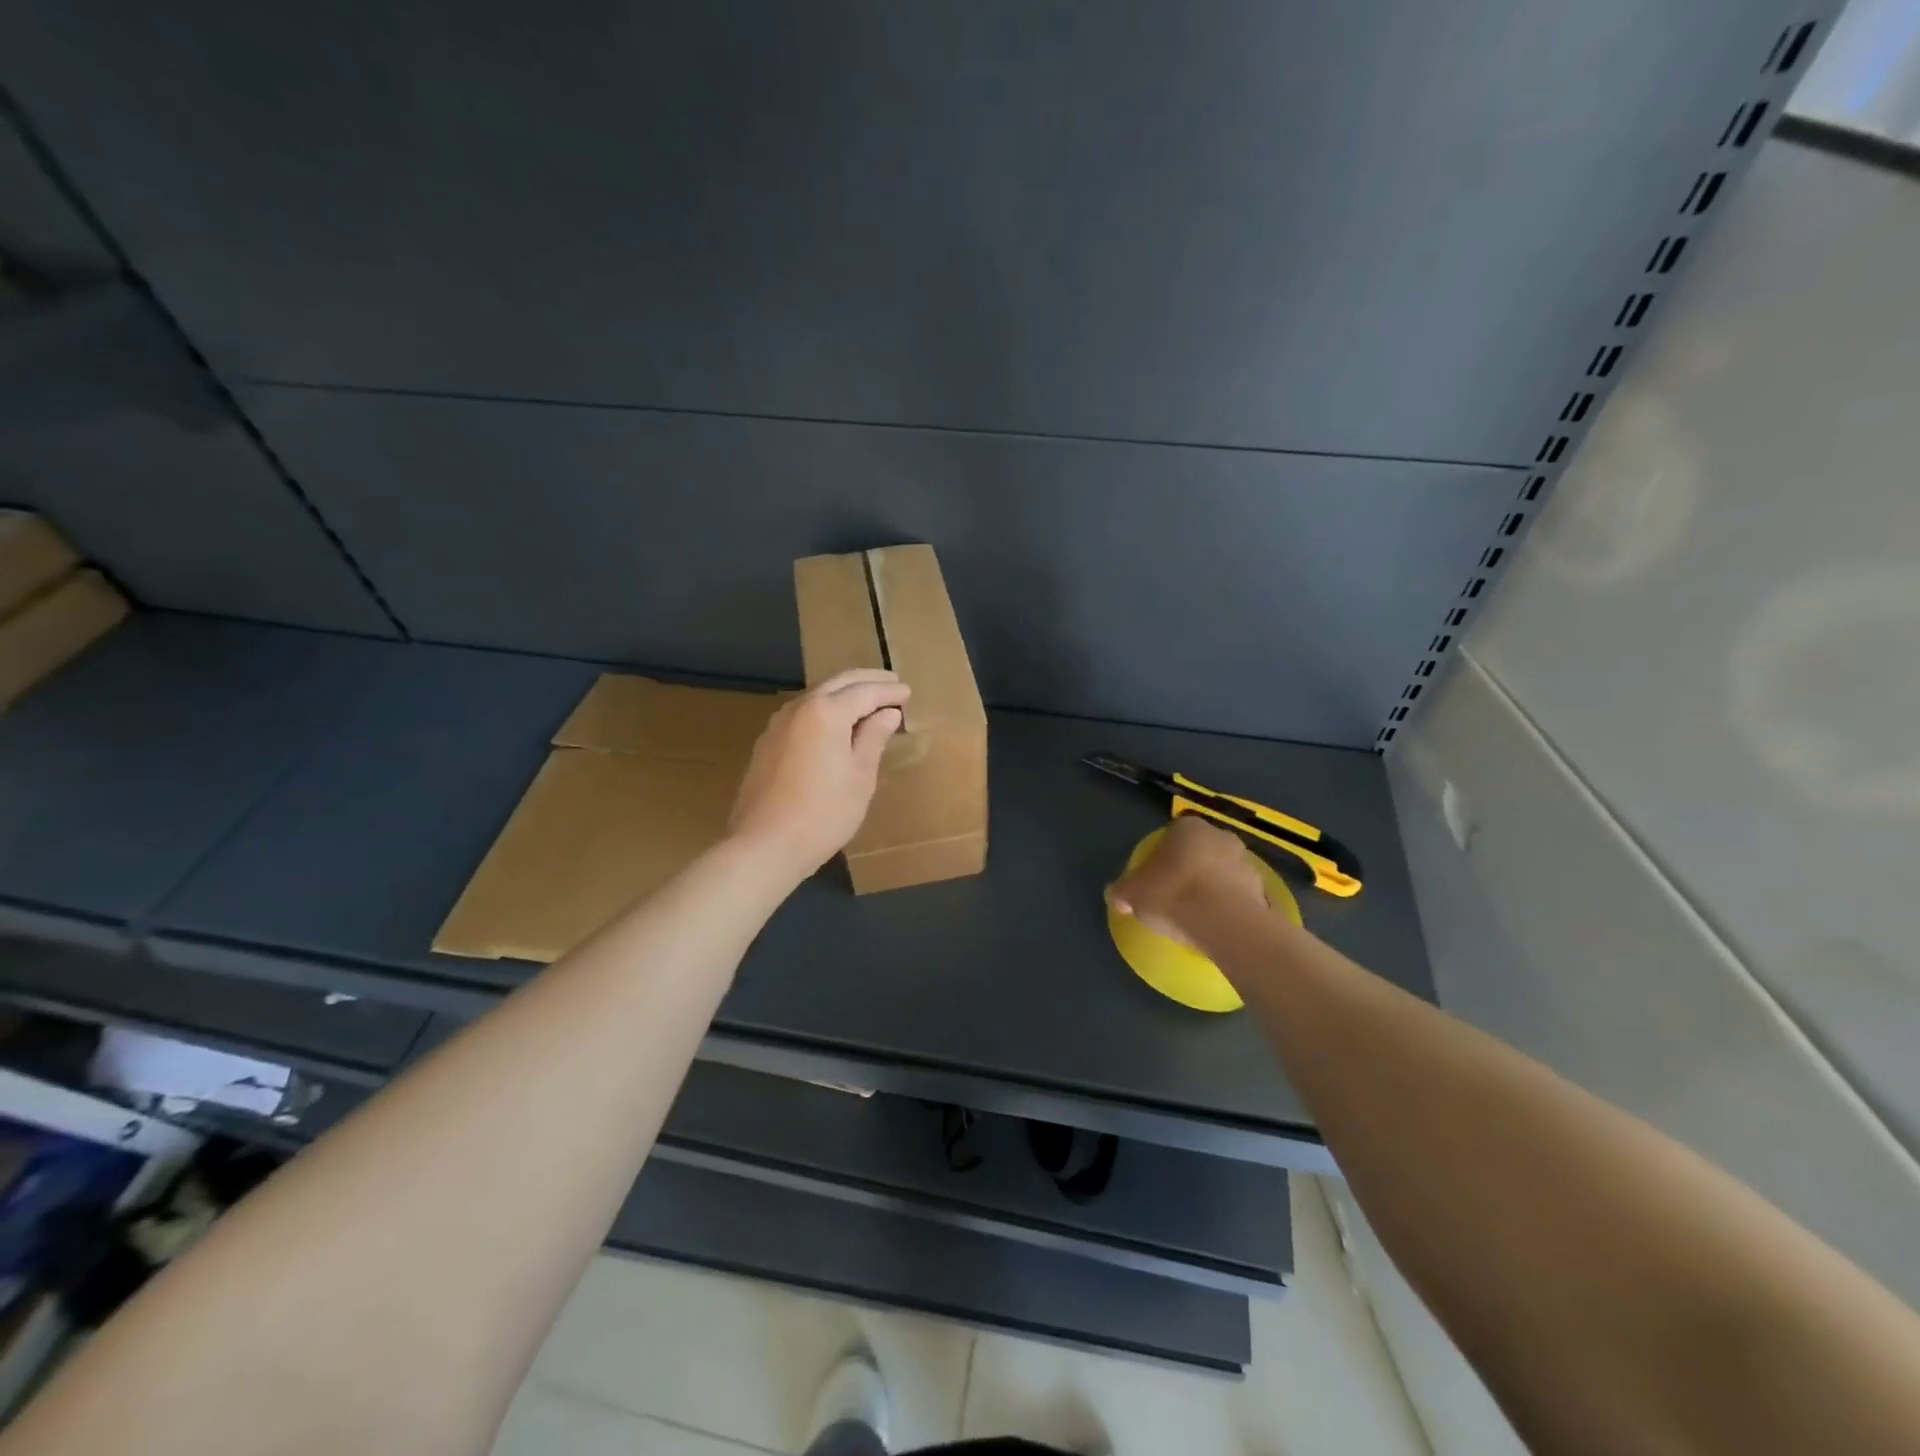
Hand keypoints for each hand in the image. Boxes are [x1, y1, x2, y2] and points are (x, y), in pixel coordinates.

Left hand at [729, 668, 909, 880]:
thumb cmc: (824, 813)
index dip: (889, 692)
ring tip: (867, 703)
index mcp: (826, 712)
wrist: (765, 845)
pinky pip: (803, 714)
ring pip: (816, 696)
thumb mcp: (860, 777)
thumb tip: (886, 714)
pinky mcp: (767, 744)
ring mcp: (778, 725)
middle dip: (867, 682)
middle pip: (837, 684)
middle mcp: (799, 708)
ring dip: (843, 694)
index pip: (865, 692)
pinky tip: (835, 725)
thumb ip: (873, 738)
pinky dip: (825, 710)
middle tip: (892, 684)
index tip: (907, 692)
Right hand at [1106, 815, 1268, 947]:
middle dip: (1189, 867)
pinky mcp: (1263, 889)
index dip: (1162, 856)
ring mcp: (1246, 861)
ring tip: (1197, 914)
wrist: (1226, 924)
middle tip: (1174, 894)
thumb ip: (1121, 891)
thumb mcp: (1132, 894)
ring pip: (1222, 871)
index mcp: (1188, 827)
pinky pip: (1239, 894)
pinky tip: (1216, 925)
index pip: (1171, 834)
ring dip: (1212, 886)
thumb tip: (1116, 895)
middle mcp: (1220, 836)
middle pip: (1200, 850)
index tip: (1154, 877)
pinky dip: (1229, 905)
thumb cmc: (1173, 895)